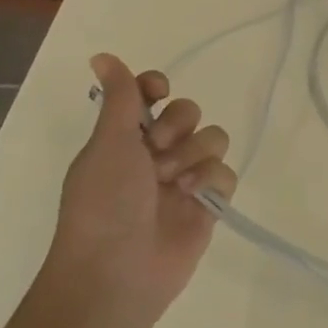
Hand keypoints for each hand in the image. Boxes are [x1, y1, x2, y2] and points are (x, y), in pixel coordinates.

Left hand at [48, 53, 236, 327]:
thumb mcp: (108, 143)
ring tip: (174, 182)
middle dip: (178, 126)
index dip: (157, 87)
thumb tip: (101, 54)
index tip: (157, 92)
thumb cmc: (104, 203)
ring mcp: (183, 179)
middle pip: (189, 112)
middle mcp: (155, 154)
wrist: (117, 273)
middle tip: (156, 152)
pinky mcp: (207, 204)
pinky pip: (226, 173)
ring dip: (194, 154)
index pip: (151, 93)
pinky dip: (210, 180)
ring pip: (213, 139)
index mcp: (125, 138)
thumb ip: (119, 98)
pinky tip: (192, 197)